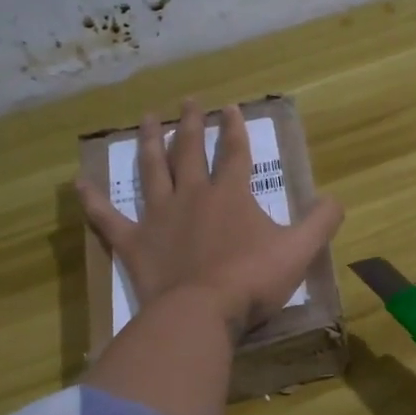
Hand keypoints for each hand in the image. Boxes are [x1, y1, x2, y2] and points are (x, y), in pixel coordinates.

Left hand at [77, 100, 343, 337]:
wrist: (201, 313)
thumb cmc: (252, 280)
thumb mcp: (299, 250)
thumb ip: (321, 222)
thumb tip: (336, 199)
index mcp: (230, 194)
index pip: (234, 152)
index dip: (234, 129)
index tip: (231, 107)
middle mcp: (191, 195)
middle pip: (190, 152)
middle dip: (191, 124)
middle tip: (188, 101)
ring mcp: (158, 217)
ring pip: (151, 171)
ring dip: (150, 142)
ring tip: (148, 118)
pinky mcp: (133, 243)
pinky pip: (108, 218)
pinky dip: (93, 201)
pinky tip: (79, 183)